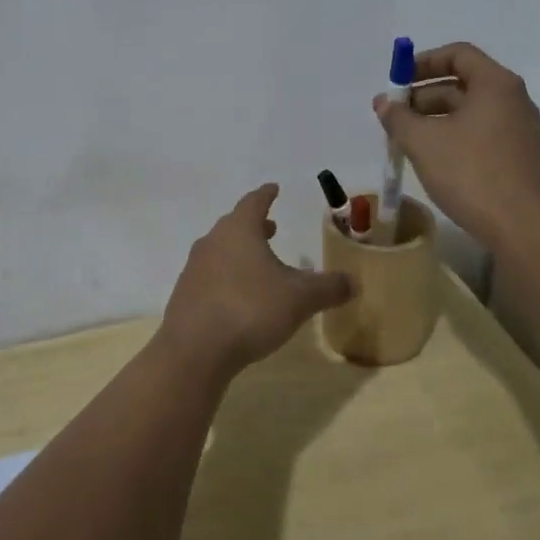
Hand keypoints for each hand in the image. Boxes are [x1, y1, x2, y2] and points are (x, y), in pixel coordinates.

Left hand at [159, 184, 352, 378]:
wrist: (194, 350)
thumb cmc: (250, 309)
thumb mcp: (299, 299)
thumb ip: (328, 288)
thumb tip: (354, 282)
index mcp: (239, 230)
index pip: (254, 202)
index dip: (266, 195)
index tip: (273, 188)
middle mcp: (212, 242)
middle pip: (235, 225)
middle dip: (255, 225)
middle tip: (272, 227)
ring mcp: (194, 269)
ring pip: (221, 250)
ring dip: (240, 252)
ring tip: (259, 263)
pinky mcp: (185, 295)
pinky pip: (211, 276)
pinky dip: (227, 277)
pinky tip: (239, 297)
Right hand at [374, 42, 539, 253]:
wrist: (522, 228)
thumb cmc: (471, 173)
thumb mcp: (424, 142)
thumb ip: (398, 117)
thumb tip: (383, 103)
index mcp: (495, 84)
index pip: (458, 54)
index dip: (423, 62)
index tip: (396, 81)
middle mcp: (512, 100)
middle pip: (462, 83)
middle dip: (423, 95)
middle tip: (393, 115)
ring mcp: (518, 129)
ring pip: (469, 111)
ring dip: (434, 118)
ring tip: (404, 139)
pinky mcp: (518, 156)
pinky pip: (479, 133)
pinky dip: (452, 136)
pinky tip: (430, 158)